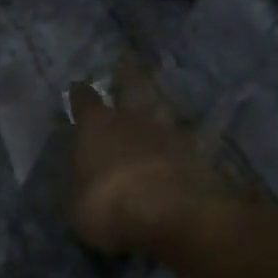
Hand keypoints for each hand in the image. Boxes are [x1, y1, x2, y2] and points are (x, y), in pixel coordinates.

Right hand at [66, 57, 221, 255]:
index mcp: (97, 127)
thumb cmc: (108, 206)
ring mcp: (172, 134)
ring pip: (164, 107)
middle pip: (132, 87)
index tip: (77, 85)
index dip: (80, 94)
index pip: (84, 102)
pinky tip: (192, 139)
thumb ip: (79, 184)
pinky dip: (191, 137)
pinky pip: (193, 139)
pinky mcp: (201, 154)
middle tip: (126, 62)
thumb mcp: (76, 204)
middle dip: (126, 75)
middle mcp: (134, 120)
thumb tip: (81, 175)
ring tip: (158, 99)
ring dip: (159, 101)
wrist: (172, 214)